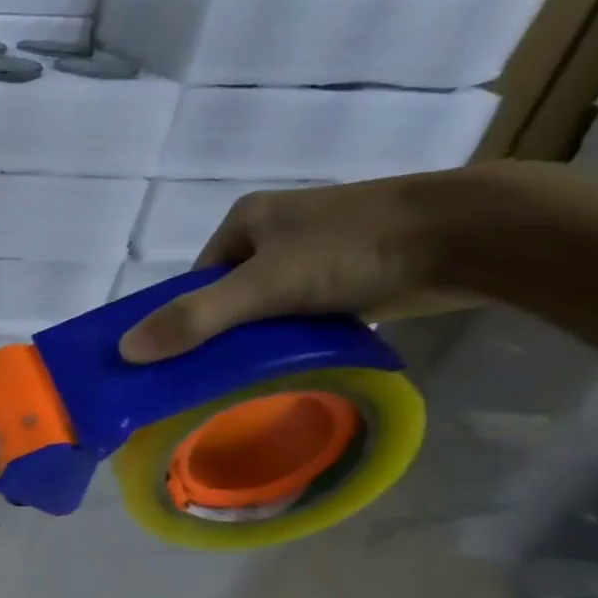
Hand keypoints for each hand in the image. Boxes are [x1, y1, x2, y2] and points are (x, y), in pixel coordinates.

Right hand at [117, 171, 467, 363]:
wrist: (472, 236)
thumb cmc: (355, 247)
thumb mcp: (261, 286)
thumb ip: (195, 318)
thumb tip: (125, 351)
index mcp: (246, 220)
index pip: (194, 280)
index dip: (182, 318)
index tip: (178, 359)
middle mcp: (277, 232)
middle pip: (226, 296)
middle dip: (220, 333)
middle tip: (210, 375)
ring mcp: (316, 254)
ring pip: (265, 308)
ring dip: (258, 340)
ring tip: (248, 376)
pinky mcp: (351, 277)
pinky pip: (301, 315)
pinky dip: (294, 339)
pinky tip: (291, 364)